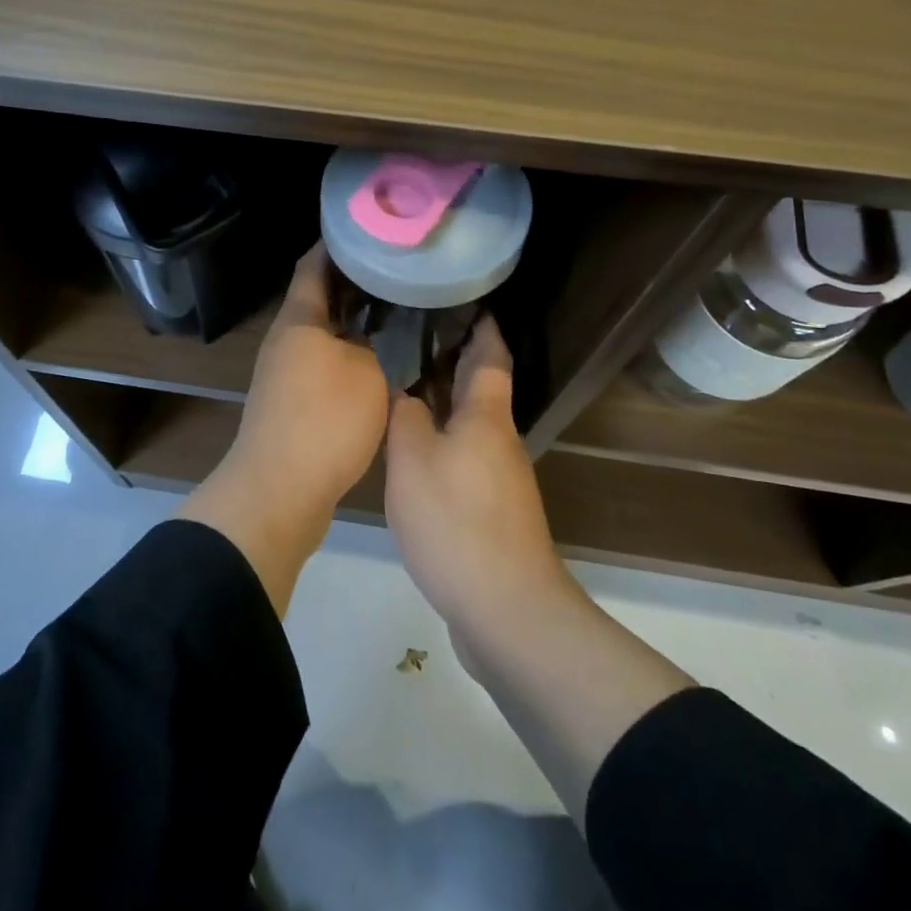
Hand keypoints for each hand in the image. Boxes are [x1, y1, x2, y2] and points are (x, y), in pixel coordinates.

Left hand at [177, 243, 387, 614]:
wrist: (279, 490)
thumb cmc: (325, 421)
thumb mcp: (367, 372)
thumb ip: (372, 343)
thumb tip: (371, 331)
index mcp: (299, 320)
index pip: (314, 265)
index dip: (337, 244)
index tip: (369, 230)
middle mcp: (285, 338)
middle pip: (317, 297)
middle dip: (352, 282)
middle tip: (394, 270)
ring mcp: (284, 371)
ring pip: (321, 332)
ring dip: (351, 320)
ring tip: (392, 310)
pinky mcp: (290, 401)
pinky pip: (321, 362)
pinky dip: (346, 352)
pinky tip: (376, 359)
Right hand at [384, 318, 570, 630]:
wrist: (505, 609)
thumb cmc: (456, 522)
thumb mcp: (413, 460)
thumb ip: (406, 417)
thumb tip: (407, 395)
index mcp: (485, 417)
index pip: (490, 356)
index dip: (482, 326)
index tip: (468, 301)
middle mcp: (499, 440)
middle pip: (480, 389)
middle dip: (454, 360)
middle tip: (413, 335)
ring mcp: (500, 479)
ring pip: (470, 425)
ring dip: (445, 402)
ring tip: (405, 385)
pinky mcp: (492, 512)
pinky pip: (464, 457)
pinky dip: (443, 440)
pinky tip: (414, 451)